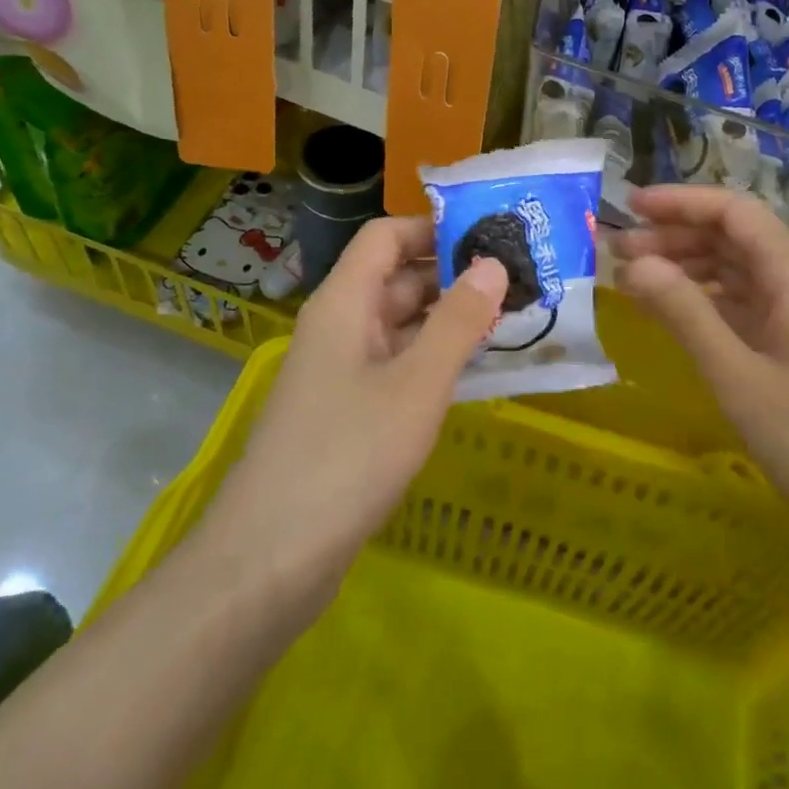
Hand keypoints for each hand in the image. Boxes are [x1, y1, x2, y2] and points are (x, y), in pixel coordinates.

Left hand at [189, 216, 506, 626]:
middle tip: (518, 282)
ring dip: (447, 321)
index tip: (490, 238)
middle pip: (395, 279)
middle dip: (452, 277)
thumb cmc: (348, 455)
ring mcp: (340, 371)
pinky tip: (474, 373)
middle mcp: (339, 327)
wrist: (270, 560)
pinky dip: (433, 360)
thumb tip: (492, 263)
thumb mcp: (416, 384)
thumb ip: (458, 321)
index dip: (433, 229)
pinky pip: (395, 366)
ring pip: (399, 326)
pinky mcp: (347, 412)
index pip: (385, 237)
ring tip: (510, 321)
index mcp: (344, 303)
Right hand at [613, 185, 788, 567]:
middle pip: (735, 238)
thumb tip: (635, 263)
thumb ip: (685, 313)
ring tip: (634, 280)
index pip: (735, 213)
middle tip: (616, 253)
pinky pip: (749, 304)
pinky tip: (674, 313)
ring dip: (688, 267)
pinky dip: (708, 300)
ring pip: (740, 271)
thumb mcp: (738, 378)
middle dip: (675, 236)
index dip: (680, 202)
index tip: (629, 207)